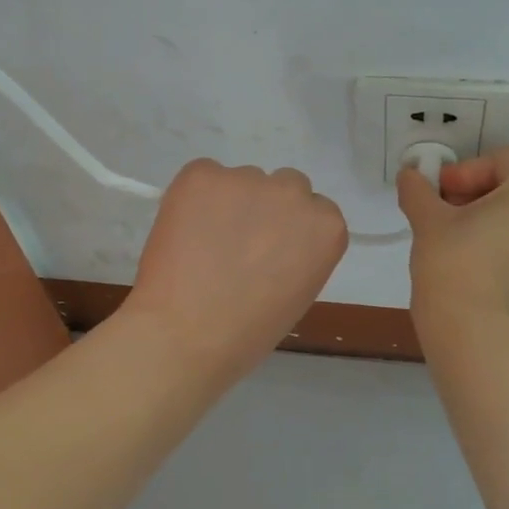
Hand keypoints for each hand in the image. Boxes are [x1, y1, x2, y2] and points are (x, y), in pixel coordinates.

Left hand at [123, 159, 348, 387]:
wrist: (186, 334)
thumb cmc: (247, 332)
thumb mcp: (296, 293)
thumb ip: (296, 255)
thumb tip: (270, 241)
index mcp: (326, 227)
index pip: (314, 211)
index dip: (288, 230)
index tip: (270, 251)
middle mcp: (294, 193)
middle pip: (284, 186)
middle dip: (265, 208)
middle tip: (237, 244)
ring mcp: (247, 178)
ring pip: (241, 182)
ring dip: (228, 203)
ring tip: (202, 246)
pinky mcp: (203, 174)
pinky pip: (202, 177)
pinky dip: (193, 199)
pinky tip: (182, 234)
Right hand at [398, 147, 508, 328]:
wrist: (473, 331)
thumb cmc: (453, 263)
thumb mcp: (428, 219)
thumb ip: (418, 189)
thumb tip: (409, 174)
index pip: (501, 160)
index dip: (464, 170)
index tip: (438, 193)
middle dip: (476, 190)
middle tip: (442, 209)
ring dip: (487, 214)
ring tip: (453, 233)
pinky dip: (500, 238)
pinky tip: (471, 257)